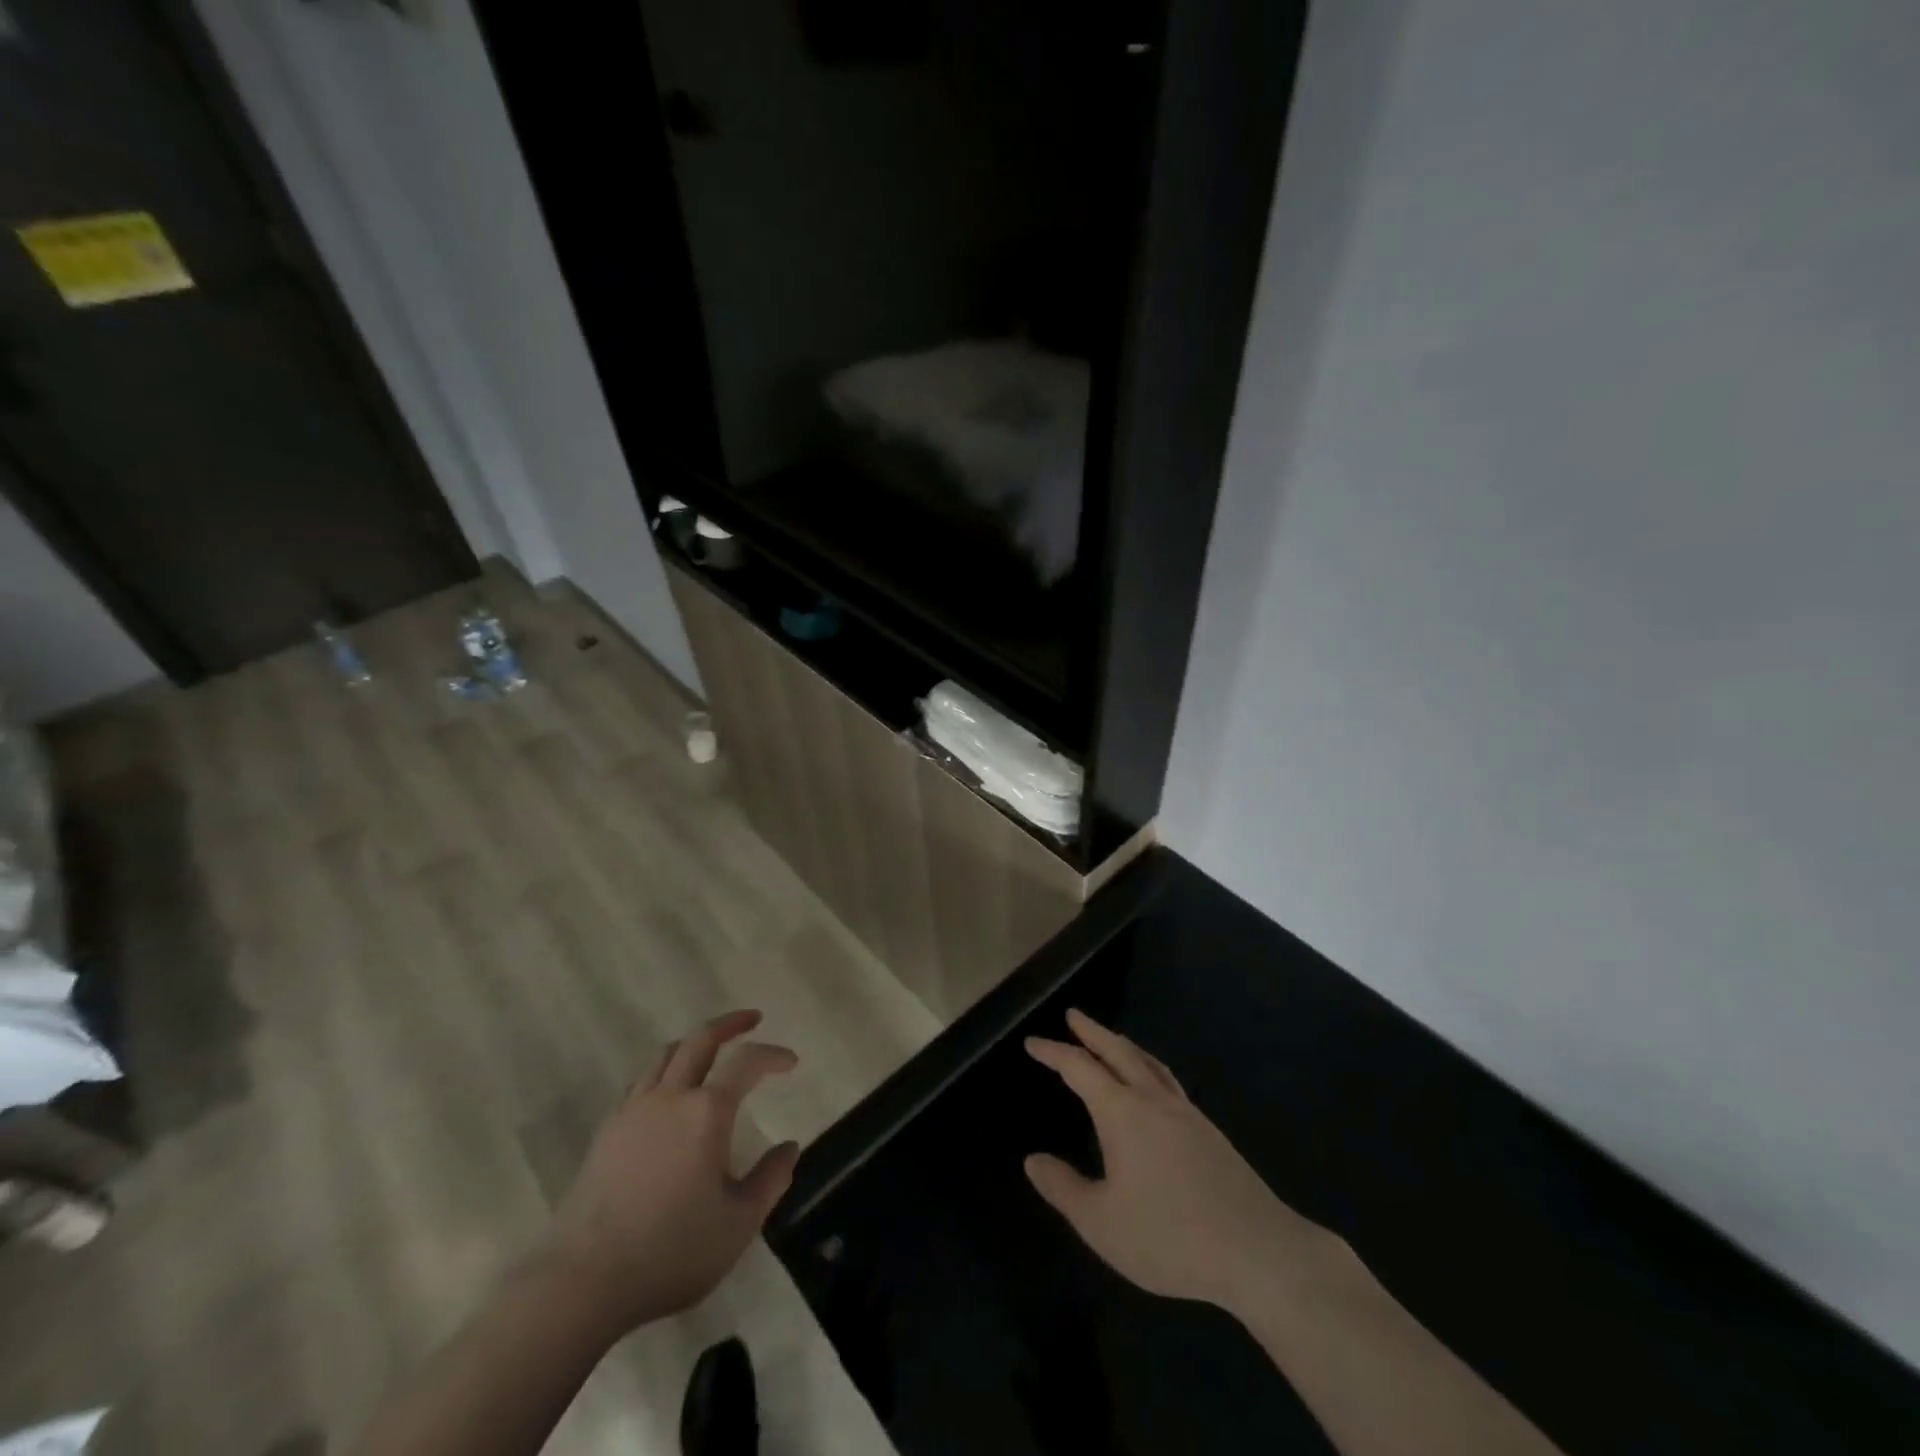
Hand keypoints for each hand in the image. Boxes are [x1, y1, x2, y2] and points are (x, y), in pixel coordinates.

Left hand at [540, 1009, 799, 1332]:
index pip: (747, 1062)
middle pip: (700, 1039)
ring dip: (694, 1042)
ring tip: (711, 1049)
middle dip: (730, 1023)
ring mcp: (633, 1110)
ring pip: (666, 1054)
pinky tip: (669, 1094)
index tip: (791, 1061)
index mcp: (707, 1112)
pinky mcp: (606, 1131)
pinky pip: (641, 1082)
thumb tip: (788, 1148)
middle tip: (752, 1019)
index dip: (772, 1055)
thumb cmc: (670, 1251)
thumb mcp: (738, 1224)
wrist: (581, 1282)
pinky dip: (664, 1071)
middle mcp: (670, 1097)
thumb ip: (770, 1180)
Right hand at [1024, 1008, 1334, 1312]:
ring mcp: (1186, 1113)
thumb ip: (1063, 1188)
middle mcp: (1153, 1100)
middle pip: (1118, 1051)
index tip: (1032, 1042)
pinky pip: (1168, 1081)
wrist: (1258, 1250)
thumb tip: (1032, 1160)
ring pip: (1148, 1063)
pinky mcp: (1209, 1132)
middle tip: (1074, 1014)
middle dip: (1092, 1031)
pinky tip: (1152, 1086)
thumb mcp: (1101, 1223)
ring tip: (1110, 1041)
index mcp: (1122, 1112)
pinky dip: (1148, 1068)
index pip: (1080, 1068)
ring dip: (1123, 1045)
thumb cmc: (1171, 1236)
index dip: (1054, 1052)